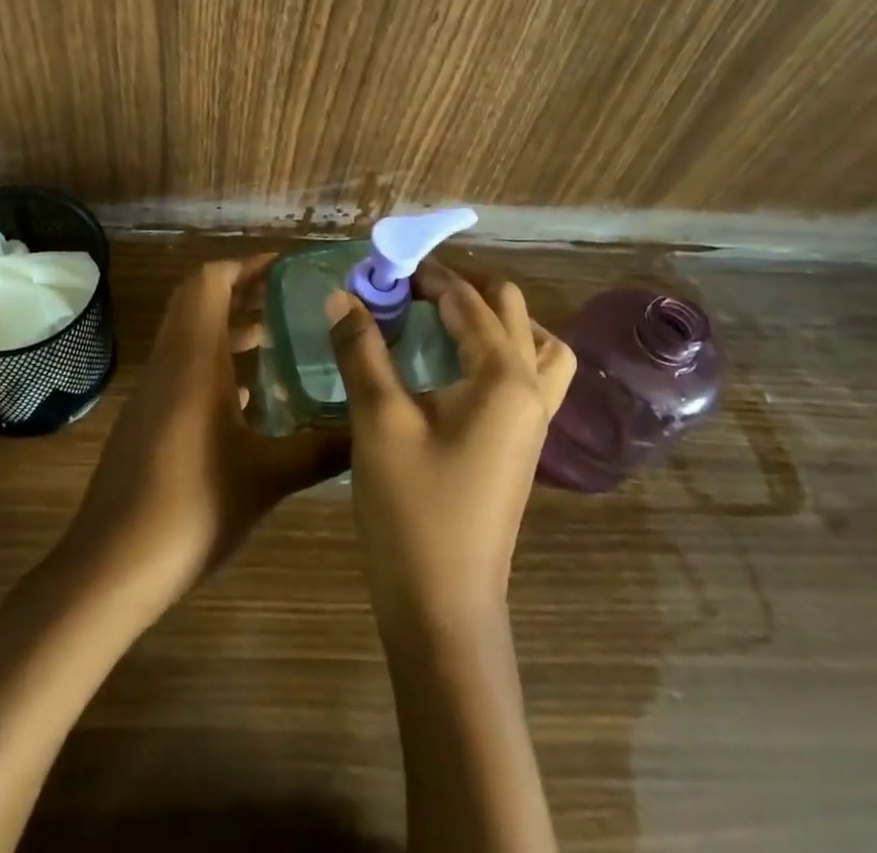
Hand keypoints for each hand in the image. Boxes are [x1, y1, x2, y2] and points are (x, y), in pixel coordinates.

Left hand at [59, 255, 349, 616]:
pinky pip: (182, 369)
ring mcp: (153, 391)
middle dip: (239, 290)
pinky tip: (247, 398)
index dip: (244, 265)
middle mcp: (170, 363)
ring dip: (227, 328)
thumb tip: (368, 431)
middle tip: (284, 297)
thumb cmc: (193, 507)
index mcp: (194, 359)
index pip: (209, 282)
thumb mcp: (267, 479)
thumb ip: (320, 450)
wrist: (112, 564)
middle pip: (197, 301)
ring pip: (189, 337)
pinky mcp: (147, 419)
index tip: (283, 267)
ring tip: (273, 339)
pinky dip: (213, 364)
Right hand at [327, 258, 575, 635]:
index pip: (468, 302)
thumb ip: (362, 349)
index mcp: (504, 378)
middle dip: (460, 289)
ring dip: (492, 320)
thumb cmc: (412, 509)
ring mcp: (532, 422)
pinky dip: (498, 352)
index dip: (425, 278)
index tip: (383, 268)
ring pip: (534, 345)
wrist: (443, 607)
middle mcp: (531, 391)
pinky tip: (454, 366)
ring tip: (443, 319)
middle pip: (511, 311)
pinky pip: (525, 376)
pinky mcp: (520, 446)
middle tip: (408, 291)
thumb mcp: (379, 420)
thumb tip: (343, 294)